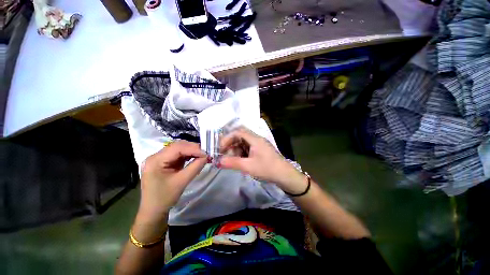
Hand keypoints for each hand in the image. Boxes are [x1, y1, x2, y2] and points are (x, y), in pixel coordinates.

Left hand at [139, 141, 207, 218]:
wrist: (153, 211)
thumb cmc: (165, 198)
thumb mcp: (182, 182)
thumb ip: (195, 167)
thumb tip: (207, 157)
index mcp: (156, 160)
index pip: (177, 148)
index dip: (194, 148)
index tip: (207, 153)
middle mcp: (156, 156)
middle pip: (178, 146)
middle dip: (193, 148)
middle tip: (206, 153)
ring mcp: (159, 158)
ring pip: (179, 149)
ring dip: (192, 151)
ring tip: (203, 155)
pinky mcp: (164, 162)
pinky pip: (178, 155)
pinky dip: (188, 155)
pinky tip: (196, 157)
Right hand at [219, 128, 306, 193]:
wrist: (284, 175)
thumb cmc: (267, 168)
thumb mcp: (248, 166)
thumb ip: (233, 163)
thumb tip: (218, 161)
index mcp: (255, 139)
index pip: (238, 132)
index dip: (228, 138)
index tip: (221, 148)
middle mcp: (257, 139)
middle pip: (240, 136)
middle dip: (231, 144)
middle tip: (224, 154)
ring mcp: (259, 145)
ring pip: (244, 143)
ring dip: (236, 149)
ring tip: (232, 159)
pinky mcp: (261, 150)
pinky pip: (248, 148)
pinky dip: (242, 153)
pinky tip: (240, 161)